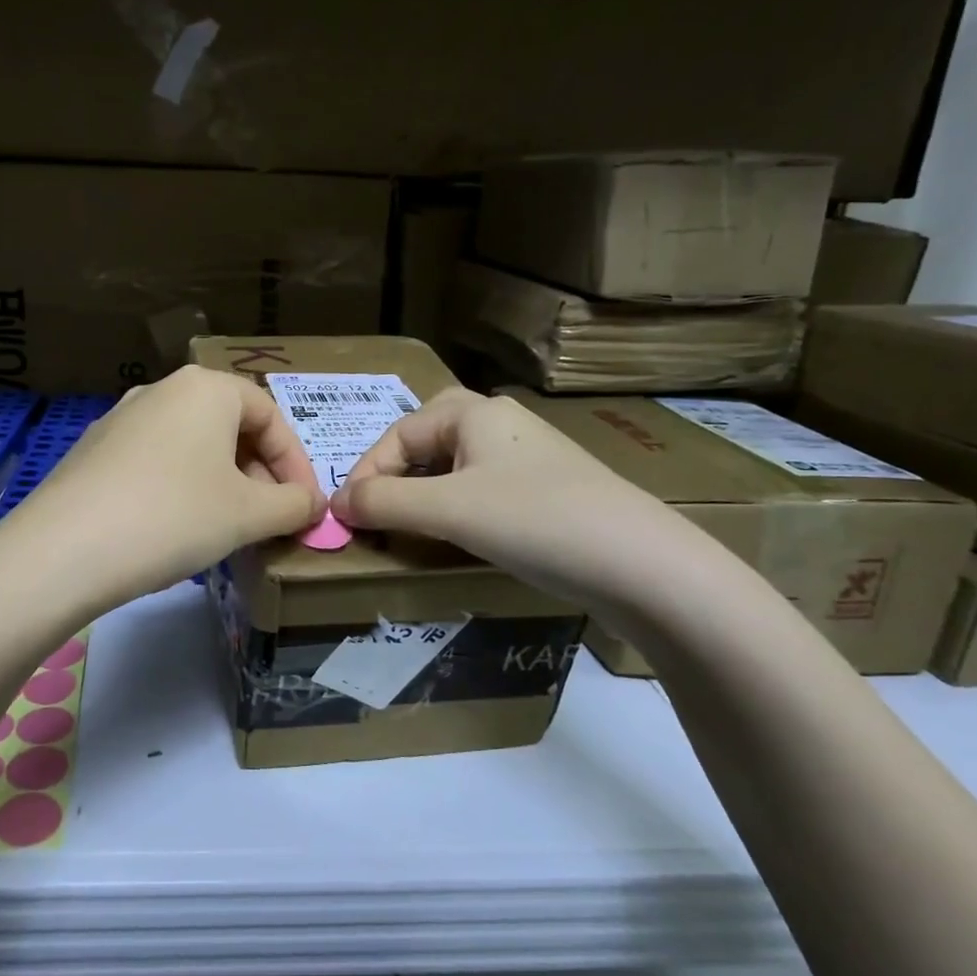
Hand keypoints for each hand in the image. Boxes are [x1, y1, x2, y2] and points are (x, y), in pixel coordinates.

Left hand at [1, 366, 326, 611]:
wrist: (64, 549)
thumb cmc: (174, 517)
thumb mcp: (248, 515)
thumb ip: (293, 505)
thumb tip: (314, 504)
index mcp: (206, 387)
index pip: (271, 417)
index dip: (297, 464)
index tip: (305, 507)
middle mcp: (162, 389)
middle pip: (230, 427)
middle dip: (259, 474)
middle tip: (270, 518)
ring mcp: (122, 417)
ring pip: (192, 445)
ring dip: (222, 482)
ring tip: (228, 526)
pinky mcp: (94, 449)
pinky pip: (156, 460)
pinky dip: (182, 487)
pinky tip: (177, 527)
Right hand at [330, 388, 714, 613]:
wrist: (640, 562)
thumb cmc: (532, 520)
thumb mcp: (447, 510)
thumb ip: (384, 502)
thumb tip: (336, 502)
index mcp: (473, 412)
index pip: (399, 434)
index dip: (366, 473)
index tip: (348, 516)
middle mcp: (501, 422)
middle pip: (428, 441)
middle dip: (396, 476)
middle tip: (377, 511)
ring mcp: (529, 455)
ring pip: (457, 465)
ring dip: (426, 493)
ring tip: (411, 527)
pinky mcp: (549, 488)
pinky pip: (484, 486)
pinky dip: (459, 506)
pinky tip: (462, 534)